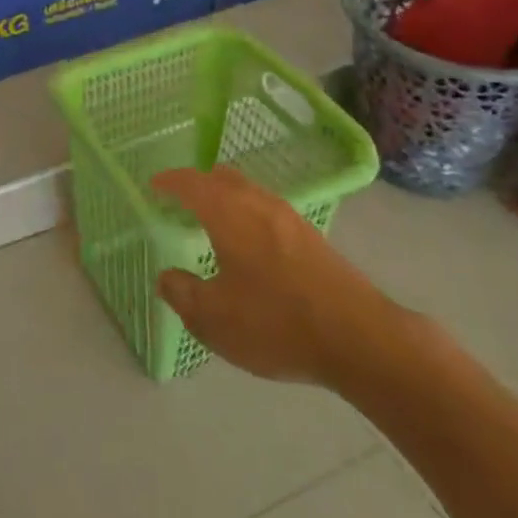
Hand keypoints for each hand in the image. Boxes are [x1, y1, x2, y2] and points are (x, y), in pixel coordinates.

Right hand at [152, 167, 406, 388]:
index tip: (154, 185)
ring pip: (249, 192)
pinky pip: (268, 211)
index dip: (170, 181)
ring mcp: (290, 218)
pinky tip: (251, 247)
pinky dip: (249, 215)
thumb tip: (166, 277)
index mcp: (228, 212)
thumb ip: (183, 294)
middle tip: (181, 201)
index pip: (191, 183)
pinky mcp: (313, 238)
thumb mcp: (215, 319)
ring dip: (226, 199)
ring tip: (214, 223)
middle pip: (223, 178)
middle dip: (199, 184)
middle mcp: (258, 204)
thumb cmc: (277, 323)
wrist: (362, 340)